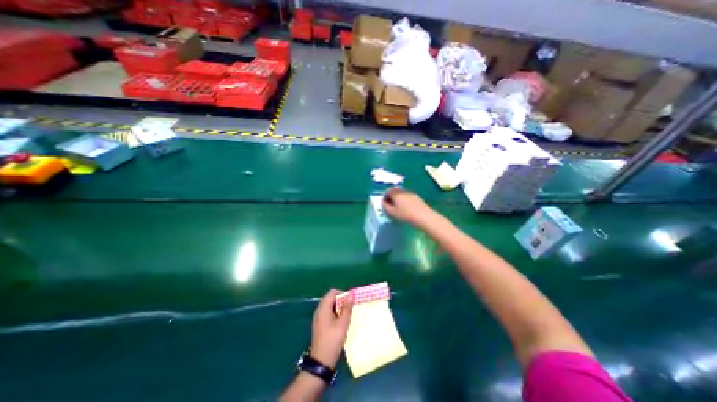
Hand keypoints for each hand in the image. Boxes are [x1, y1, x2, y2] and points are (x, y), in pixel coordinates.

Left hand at [312, 289, 351, 370]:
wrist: (321, 361)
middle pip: (330, 298)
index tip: (350, 301)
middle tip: (350, 308)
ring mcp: (318, 318)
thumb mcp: (343, 323)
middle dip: (341, 300)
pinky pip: (327, 313)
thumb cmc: (333, 340)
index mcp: (323, 308)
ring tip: (347, 315)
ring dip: (338, 307)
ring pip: (329, 306)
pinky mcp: (319, 324)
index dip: (342, 293)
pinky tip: (341, 322)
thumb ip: (347, 307)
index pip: (332, 292)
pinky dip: (335, 313)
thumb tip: (351, 294)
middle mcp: (319, 310)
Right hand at [380, 187, 437, 226]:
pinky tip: (406, 208)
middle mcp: (402, 190)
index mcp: (395, 193)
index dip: (384, 197)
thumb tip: (384, 202)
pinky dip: (405, 200)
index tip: (384, 204)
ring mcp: (410, 193)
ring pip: (401, 194)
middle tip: (390, 205)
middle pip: (394, 191)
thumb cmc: (405, 214)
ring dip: (398, 198)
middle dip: (391, 197)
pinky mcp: (416, 197)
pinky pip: (407, 196)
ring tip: (398, 207)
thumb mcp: (392, 212)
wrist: (422, 215)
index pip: (387, 192)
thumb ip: (385, 206)